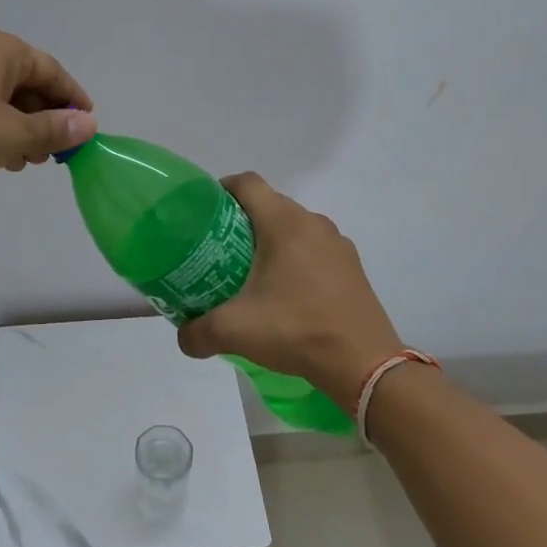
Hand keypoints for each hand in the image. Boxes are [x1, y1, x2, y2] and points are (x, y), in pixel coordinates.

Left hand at [0, 27, 95, 189]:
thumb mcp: (14, 135)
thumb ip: (55, 129)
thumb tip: (88, 124)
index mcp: (0, 48)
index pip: (51, 70)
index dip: (73, 99)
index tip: (87, 127)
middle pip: (26, 81)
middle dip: (44, 118)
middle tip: (55, 152)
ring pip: (1, 95)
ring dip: (21, 126)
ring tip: (27, 161)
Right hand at [177, 174, 404, 411]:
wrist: (364, 364)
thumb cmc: (297, 330)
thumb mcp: (235, 331)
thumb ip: (197, 332)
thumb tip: (183, 336)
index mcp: (284, 223)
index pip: (247, 183)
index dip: (221, 189)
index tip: (203, 214)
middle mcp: (312, 222)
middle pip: (269, 204)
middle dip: (240, 221)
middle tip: (218, 250)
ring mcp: (337, 244)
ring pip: (293, 227)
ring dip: (270, 242)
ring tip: (250, 274)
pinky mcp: (351, 266)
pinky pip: (314, 249)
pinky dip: (295, 260)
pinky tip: (286, 294)